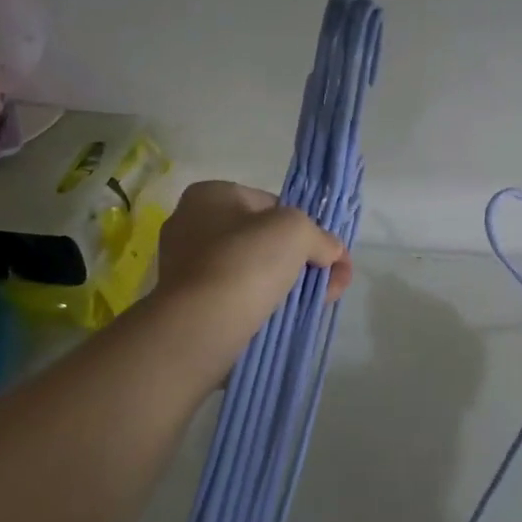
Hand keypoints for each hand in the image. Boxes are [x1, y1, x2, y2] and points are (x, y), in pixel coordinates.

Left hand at [155, 181, 351, 350]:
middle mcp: (191, 225)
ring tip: (320, 303)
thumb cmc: (245, 262)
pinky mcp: (190, 304)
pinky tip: (289, 318)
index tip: (329, 253)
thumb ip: (319, 236)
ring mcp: (187, 267)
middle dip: (304, 259)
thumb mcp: (296, 231)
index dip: (306, 226)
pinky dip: (265, 305)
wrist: (201, 327)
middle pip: (264, 240)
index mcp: (209, 195)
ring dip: (290, 284)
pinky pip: (238, 297)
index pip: (271, 204)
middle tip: (334, 282)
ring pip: (254, 271)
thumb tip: (331, 251)